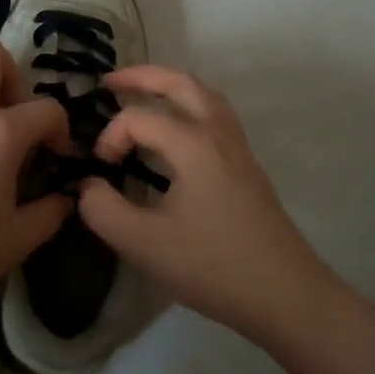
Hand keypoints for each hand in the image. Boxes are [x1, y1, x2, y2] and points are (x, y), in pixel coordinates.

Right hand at [78, 65, 332, 344]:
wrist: (287, 296)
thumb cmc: (214, 266)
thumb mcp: (144, 245)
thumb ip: (103, 210)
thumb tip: (87, 186)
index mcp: (193, 144)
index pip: (139, 118)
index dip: (110, 137)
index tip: (101, 170)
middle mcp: (218, 134)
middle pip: (181, 83)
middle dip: (142, 77)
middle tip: (110, 82)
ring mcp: (238, 149)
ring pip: (204, 96)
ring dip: (170, 88)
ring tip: (143, 96)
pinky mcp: (248, 167)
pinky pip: (216, 116)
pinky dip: (190, 107)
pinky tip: (177, 133)